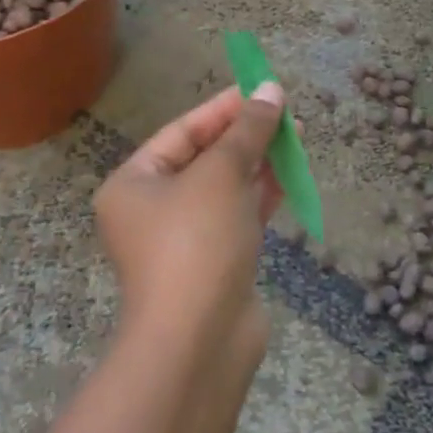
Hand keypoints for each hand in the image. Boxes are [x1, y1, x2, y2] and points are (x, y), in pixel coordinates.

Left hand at [94, 83, 287, 362]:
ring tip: (297, 138)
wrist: (200, 342)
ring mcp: (186, 239)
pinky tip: (290, 175)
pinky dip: (263, 195)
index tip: (263, 89)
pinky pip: (239, 215)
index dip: (224, 108)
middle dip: (246, 135)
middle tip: (286, 114)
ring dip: (259, 162)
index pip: (183, 132)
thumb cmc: (196, 242)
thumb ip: (248, 130)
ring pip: (226, 187)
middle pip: (205, 157)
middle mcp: (154, 209)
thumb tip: (272, 90)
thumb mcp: (221, 174)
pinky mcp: (215, 262)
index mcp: (135, 183)